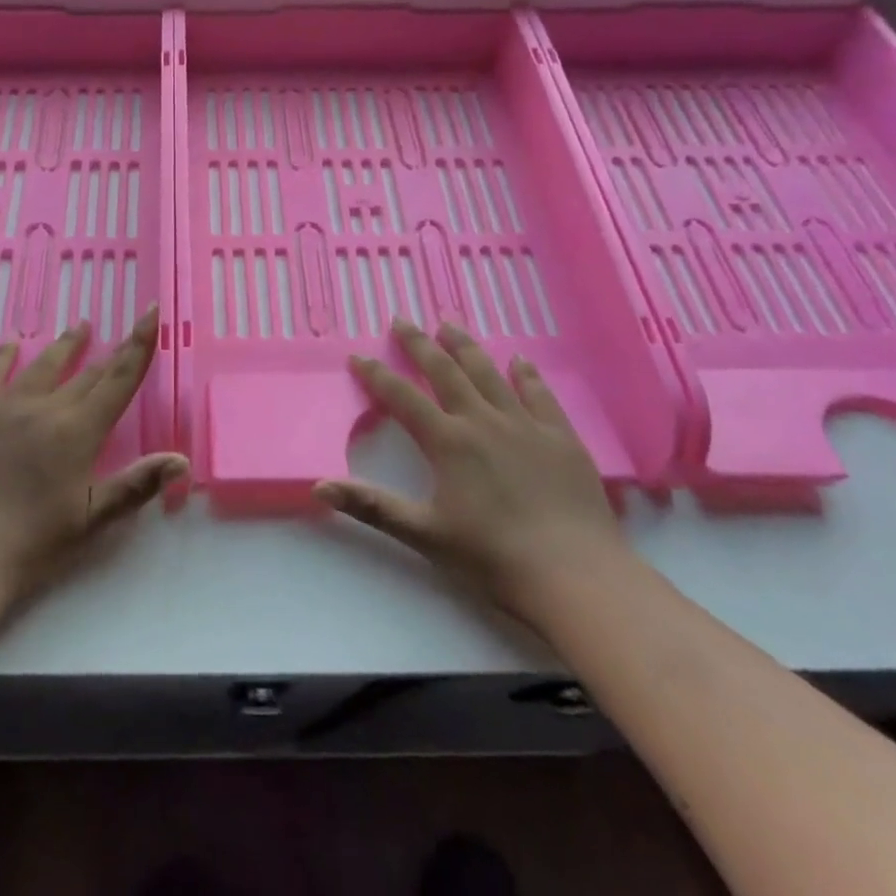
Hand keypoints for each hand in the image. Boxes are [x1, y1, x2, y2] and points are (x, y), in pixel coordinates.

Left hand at [0, 309, 187, 604]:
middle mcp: (45, 408)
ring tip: (80, 325)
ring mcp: (5, 408)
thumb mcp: (91, 519)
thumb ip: (137, 485)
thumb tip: (181, 459)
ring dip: (65, 345)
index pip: (118, 379)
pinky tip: (11, 343)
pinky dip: (3, 356)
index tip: (151, 311)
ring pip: (43, 366)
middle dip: (110, 352)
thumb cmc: (32, 544)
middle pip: (86, 373)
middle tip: (125, 330)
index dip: (138, 345)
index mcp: (78, 431)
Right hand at [316, 318, 628, 630]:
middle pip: (445, 371)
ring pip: (488, 372)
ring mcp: (524, 424)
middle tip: (402, 320)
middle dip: (419, 344)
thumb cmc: (493, 557)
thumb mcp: (424, 534)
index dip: (376, 375)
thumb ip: (372, 506)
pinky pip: (539, 394)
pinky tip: (519, 360)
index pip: (402, 397)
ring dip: (465, 346)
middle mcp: (482, 421)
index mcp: (448, 442)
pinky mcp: (560, 436)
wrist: (576, 575)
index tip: (358, 356)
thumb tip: (319, 486)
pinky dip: (526, 374)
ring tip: (448, 324)